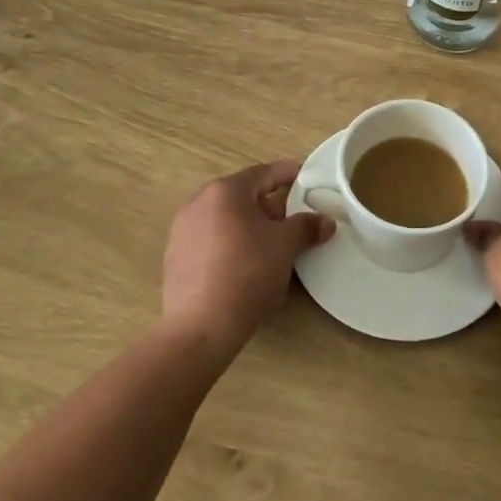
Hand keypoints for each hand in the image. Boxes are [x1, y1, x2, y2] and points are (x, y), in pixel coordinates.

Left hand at [162, 161, 332, 354]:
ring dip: (252, 231)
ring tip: (273, 253)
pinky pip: (213, 243)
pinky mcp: (175, 257)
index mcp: (225, 190)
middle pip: (244, 197)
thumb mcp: (285, 246)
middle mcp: (199, 202)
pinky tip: (248, 273)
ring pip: (228, 221)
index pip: (264, 173)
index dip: (288, 174)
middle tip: (293, 225)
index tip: (306, 179)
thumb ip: (307, 227)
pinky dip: (233, 248)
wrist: (200, 327)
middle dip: (271, 209)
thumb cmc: (247, 273)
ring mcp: (183, 230)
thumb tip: (325, 222)